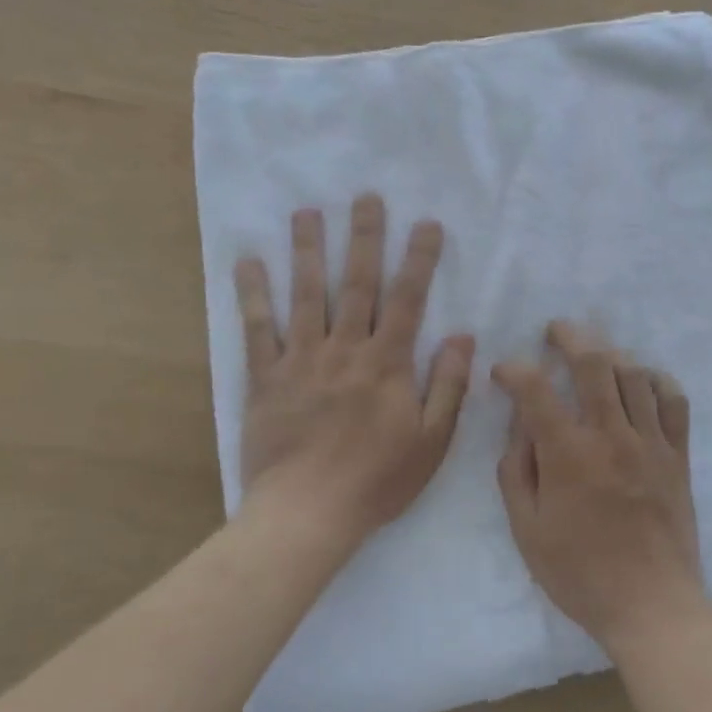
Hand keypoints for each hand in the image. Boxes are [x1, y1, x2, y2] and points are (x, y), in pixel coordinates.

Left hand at [234, 194, 473, 545]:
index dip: (419, 258)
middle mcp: (345, 349)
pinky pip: (257, 328)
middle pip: (356, 283)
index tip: (426, 223)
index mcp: (387, 363)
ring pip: (306, 294)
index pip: (407, 299)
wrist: (307, 514)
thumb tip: (463, 335)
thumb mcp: (432, 441)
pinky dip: (252, 293)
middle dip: (364, 237)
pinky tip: (248, 261)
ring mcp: (301, 359)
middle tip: (365, 197)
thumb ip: (448, 385)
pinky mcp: (265, 377)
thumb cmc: (377, 480)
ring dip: (308, 249)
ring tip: (307, 211)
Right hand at [493, 322, 710, 652]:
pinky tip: (643, 379)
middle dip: (570, 336)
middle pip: (593, 363)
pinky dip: (657, 380)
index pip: (536, 390)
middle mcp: (611, 435)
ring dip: (610, 352)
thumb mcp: (528, 531)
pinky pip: (673, 401)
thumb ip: (516, 472)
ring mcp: (650, 442)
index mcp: (569, 455)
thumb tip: (518, 428)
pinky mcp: (677, 455)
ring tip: (594, 352)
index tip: (504, 372)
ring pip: (634, 374)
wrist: (652, 606)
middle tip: (555, 330)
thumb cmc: (580, 574)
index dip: (514, 370)